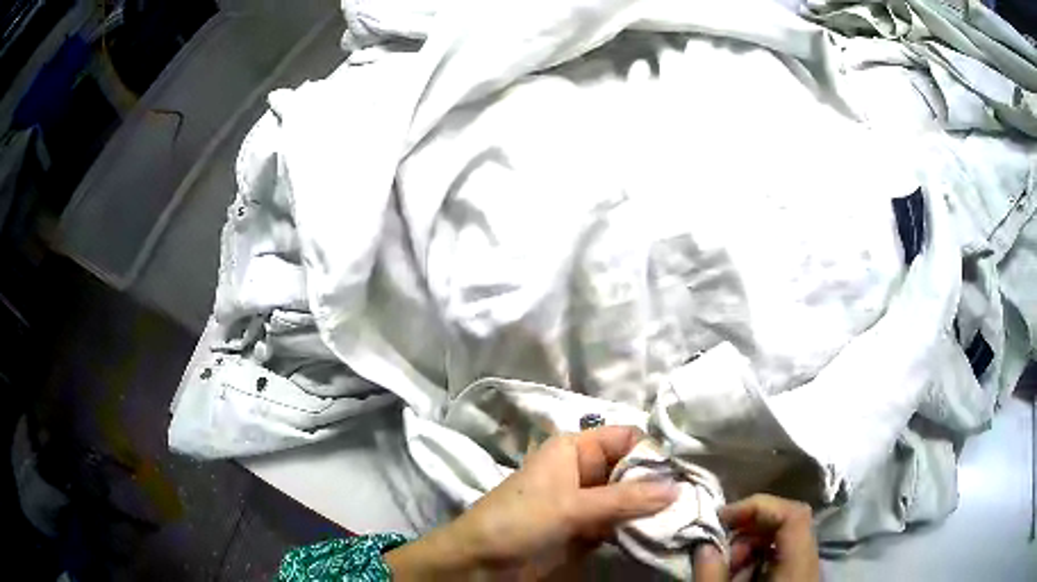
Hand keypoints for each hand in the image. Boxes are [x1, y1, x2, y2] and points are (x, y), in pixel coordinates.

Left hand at [386, 426, 678, 579]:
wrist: (479, 563)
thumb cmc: (518, 521)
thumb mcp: (571, 507)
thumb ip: (624, 499)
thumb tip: (677, 488)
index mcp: (574, 449)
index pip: (626, 439)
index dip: (654, 452)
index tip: (685, 473)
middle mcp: (583, 471)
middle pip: (631, 469)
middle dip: (658, 483)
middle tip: (692, 499)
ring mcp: (585, 502)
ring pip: (629, 498)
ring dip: (651, 508)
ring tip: (685, 517)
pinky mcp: (585, 529)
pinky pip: (619, 522)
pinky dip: (637, 527)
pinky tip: (661, 533)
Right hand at [693, 494, 819, 581]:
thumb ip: (712, 574)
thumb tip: (704, 545)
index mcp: (799, 563)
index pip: (794, 514)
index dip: (760, 505)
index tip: (724, 516)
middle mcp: (810, 559)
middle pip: (788, 522)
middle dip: (749, 530)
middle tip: (720, 550)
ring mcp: (807, 567)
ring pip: (783, 539)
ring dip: (750, 546)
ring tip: (727, 567)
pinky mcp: (799, 576)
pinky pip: (782, 555)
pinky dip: (758, 558)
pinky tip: (739, 575)